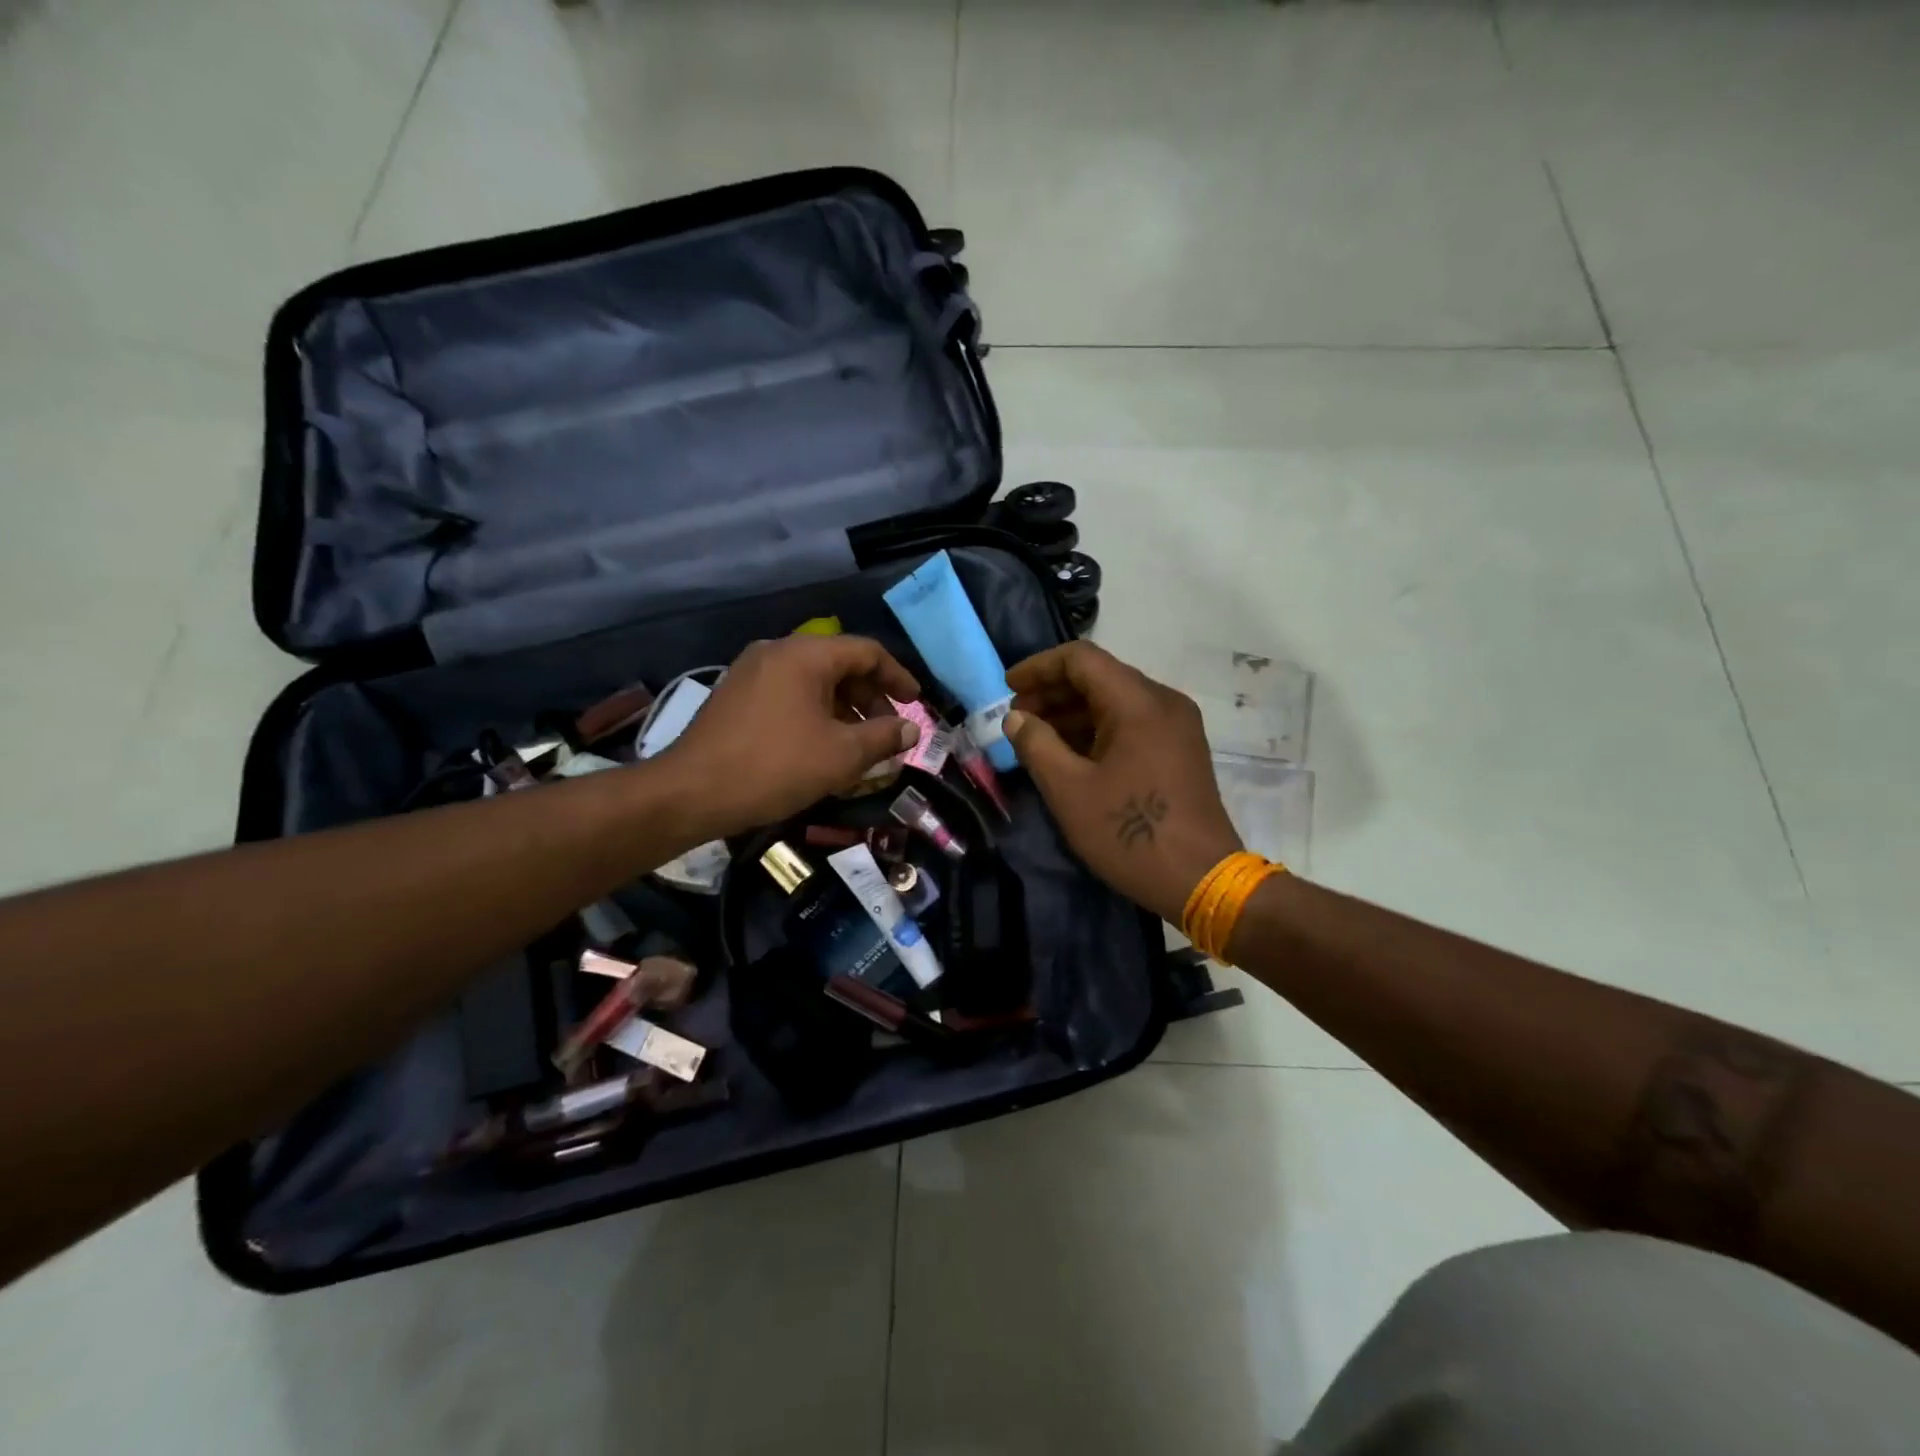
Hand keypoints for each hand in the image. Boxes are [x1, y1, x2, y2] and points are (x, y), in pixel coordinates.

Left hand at [661, 635, 920, 836]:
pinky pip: (789, 694)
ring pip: (813, 681)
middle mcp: (777, 652)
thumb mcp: (841, 755)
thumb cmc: (775, 767)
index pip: (866, 652)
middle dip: (870, 697)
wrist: (691, 792)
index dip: (897, 676)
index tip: (916, 703)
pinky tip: (822, 746)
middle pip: (839, 664)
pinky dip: (815, 713)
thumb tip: (910, 730)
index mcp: (805, 655)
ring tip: (859, 745)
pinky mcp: (736, 696)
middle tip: (887, 731)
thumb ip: (883, 737)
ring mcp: (751, 672)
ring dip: (844, 708)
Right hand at [1005, 642, 1240, 924]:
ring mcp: (1177, 726)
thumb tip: (1016, 718)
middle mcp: (1163, 702)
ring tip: (1036, 738)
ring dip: (1073, 713)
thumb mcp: (1069, 790)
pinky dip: (1096, 730)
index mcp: (1139, 703)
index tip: (1008, 688)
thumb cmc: (1129, 834)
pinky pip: (1131, 723)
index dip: (1039, 667)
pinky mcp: (1180, 750)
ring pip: (1115, 701)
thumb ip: (1036, 745)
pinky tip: (1070, 754)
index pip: (1081, 659)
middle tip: (1017, 717)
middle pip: (1100, 677)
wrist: (1201, 880)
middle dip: (1053, 692)